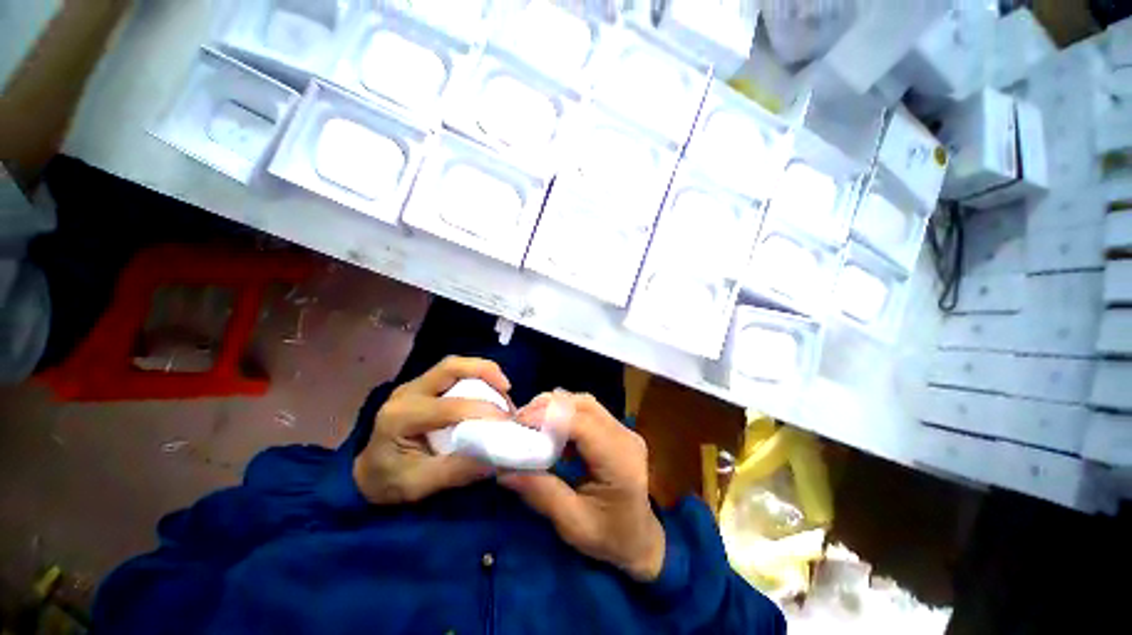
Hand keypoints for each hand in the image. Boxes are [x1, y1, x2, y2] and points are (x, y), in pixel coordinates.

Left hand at [353, 356, 511, 504]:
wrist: (367, 474)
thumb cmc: (389, 482)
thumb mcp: (421, 485)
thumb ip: (459, 471)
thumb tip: (500, 458)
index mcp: (400, 417)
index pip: (449, 406)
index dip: (483, 410)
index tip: (508, 422)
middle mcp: (406, 393)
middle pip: (450, 367)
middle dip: (484, 371)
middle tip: (507, 388)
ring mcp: (414, 386)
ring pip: (454, 366)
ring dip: (483, 372)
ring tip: (503, 390)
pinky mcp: (423, 386)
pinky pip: (453, 373)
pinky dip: (476, 377)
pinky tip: (488, 392)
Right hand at [500, 393, 665, 581]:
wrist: (641, 540)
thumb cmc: (610, 538)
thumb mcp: (572, 524)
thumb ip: (540, 493)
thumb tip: (503, 469)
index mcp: (620, 461)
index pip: (582, 423)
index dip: (549, 416)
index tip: (518, 423)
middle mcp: (625, 437)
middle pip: (584, 405)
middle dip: (548, 407)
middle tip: (520, 421)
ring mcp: (624, 431)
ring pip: (585, 403)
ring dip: (556, 407)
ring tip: (531, 422)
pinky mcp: (618, 430)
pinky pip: (588, 411)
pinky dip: (565, 414)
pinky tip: (551, 429)